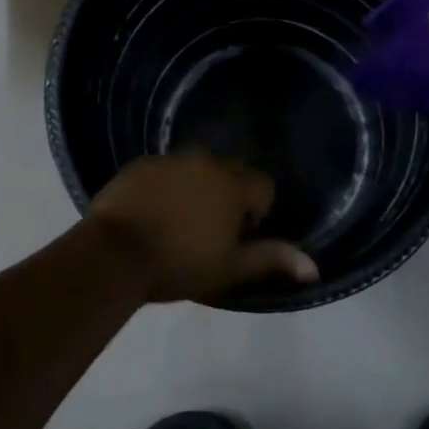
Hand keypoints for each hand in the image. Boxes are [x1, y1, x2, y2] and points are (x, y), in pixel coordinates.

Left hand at [88, 152, 318, 303]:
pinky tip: (153, 210)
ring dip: (199, 185)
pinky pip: (166, 168)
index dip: (257, 210)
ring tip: (180, 219)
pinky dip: (168, 183)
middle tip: (211, 229)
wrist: (115, 254)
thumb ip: (271, 259)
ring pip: (198, 167)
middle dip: (230, 193)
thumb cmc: (178, 265)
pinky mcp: (142, 162)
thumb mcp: (229, 268)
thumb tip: (313, 267)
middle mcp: (207, 162)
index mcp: (233, 186)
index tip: (238, 236)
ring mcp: (171, 159)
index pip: (263, 185)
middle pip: (232, 171)